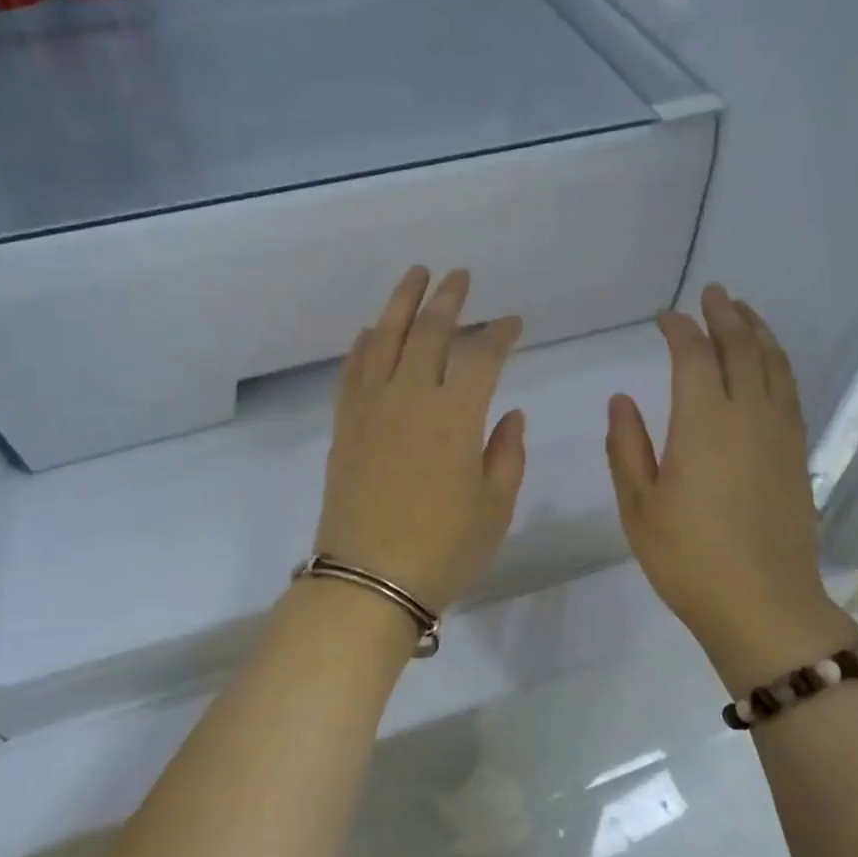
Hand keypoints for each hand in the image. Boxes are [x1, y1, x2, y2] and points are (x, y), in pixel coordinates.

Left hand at [315, 267, 526, 613]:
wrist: (368, 580)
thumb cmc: (443, 549)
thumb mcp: (495, 507)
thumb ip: (507, 454)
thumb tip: (510, 414)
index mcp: (457, 416)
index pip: (483, 356)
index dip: (501, 333)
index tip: (513, 323)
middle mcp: (411, 397)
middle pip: (430, 332)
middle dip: (449, 299)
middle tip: (460, 277)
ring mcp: (371, 408)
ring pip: (384, 339)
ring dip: (402, 303)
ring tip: (415, 276)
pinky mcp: (344, 424)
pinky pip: (352, 370)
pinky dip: (363, 344)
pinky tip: (371, 331)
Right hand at [606, 284, 857, 692]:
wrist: (763, 605)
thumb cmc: (688, 559)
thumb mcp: (638, 507)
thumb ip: (627, 447)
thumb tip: (622, 400)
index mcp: (703, 423)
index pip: (693, 355)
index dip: (679, 329)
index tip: (664, 318)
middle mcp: (747, 416)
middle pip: (741, 348)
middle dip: (725, 315)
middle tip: (713, 292)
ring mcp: (780, 433)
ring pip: (774, 365)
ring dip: (758, 332)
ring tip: (745, 312)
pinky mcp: (797, 454)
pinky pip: (789, 391)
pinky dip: (778, 365)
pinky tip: (770, 365)